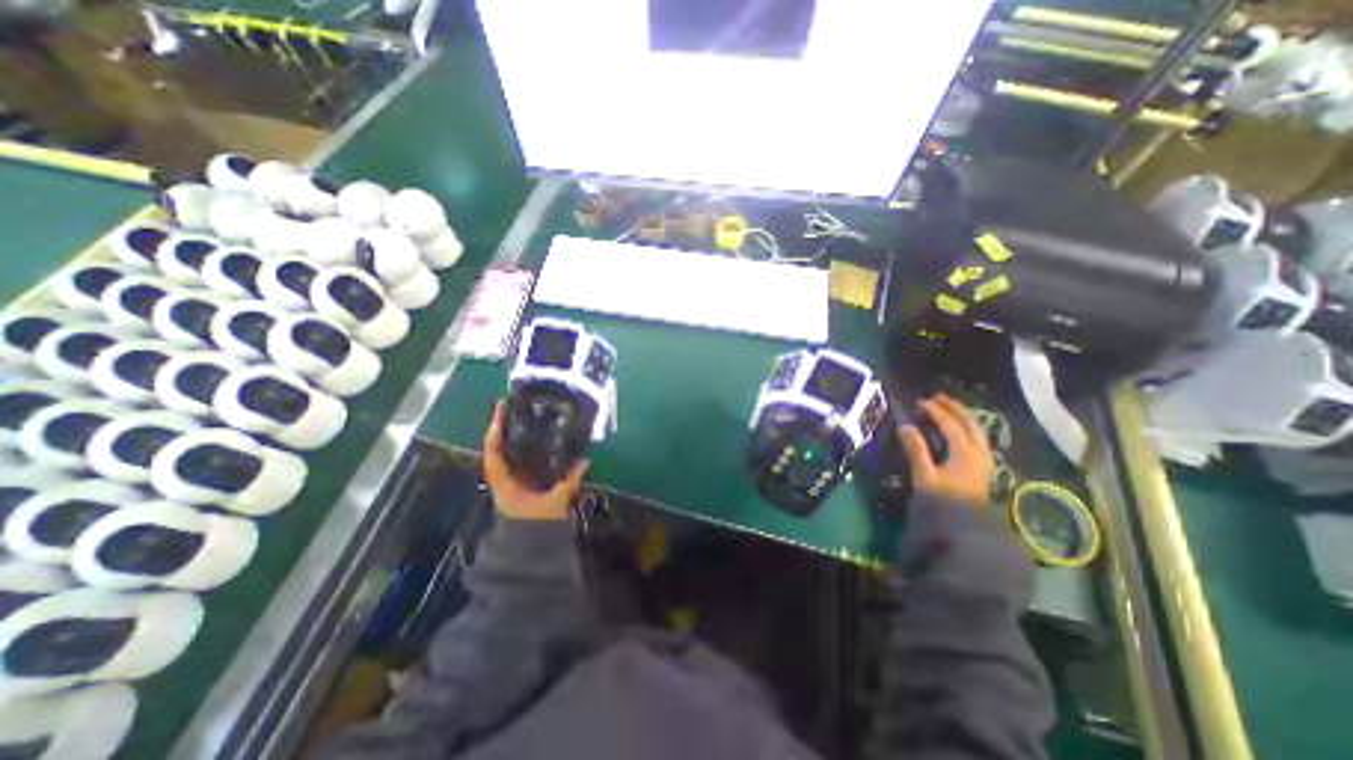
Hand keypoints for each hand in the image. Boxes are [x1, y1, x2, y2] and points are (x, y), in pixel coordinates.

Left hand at [488, 400, 592, 518]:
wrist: (531, 549)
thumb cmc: (537, 525)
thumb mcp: (554, 503)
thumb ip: (569, 481)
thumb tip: (585, 459)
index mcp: (504, 484)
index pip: (494, 455)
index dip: (495, 434)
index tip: (499, 413)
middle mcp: (503, 479)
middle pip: (497, 449)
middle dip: (502, 428)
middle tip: (511, 406)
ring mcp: (510, 481)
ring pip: (506, 453)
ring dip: (510, 435)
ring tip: (521, 416)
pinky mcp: (520, 483)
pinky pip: (518, 460)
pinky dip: (522, 447)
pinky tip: (534, 437)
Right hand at [903, 395, 989, 506]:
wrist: (964, 528)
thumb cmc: (942, 501)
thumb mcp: (925, 475)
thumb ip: (916, 449)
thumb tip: (905, 425)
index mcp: (964, 452)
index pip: (950, 424)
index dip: (935, 411)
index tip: (920, 402)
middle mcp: (979, 453)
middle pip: (970, 423)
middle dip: (954, 408)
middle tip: (938, 397)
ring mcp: (984, 461)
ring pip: (977, 430)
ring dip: (963, 416)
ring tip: (948, 408)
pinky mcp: (983, 468)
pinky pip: (978, 439)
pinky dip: (968, 428)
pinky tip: (960, 430)